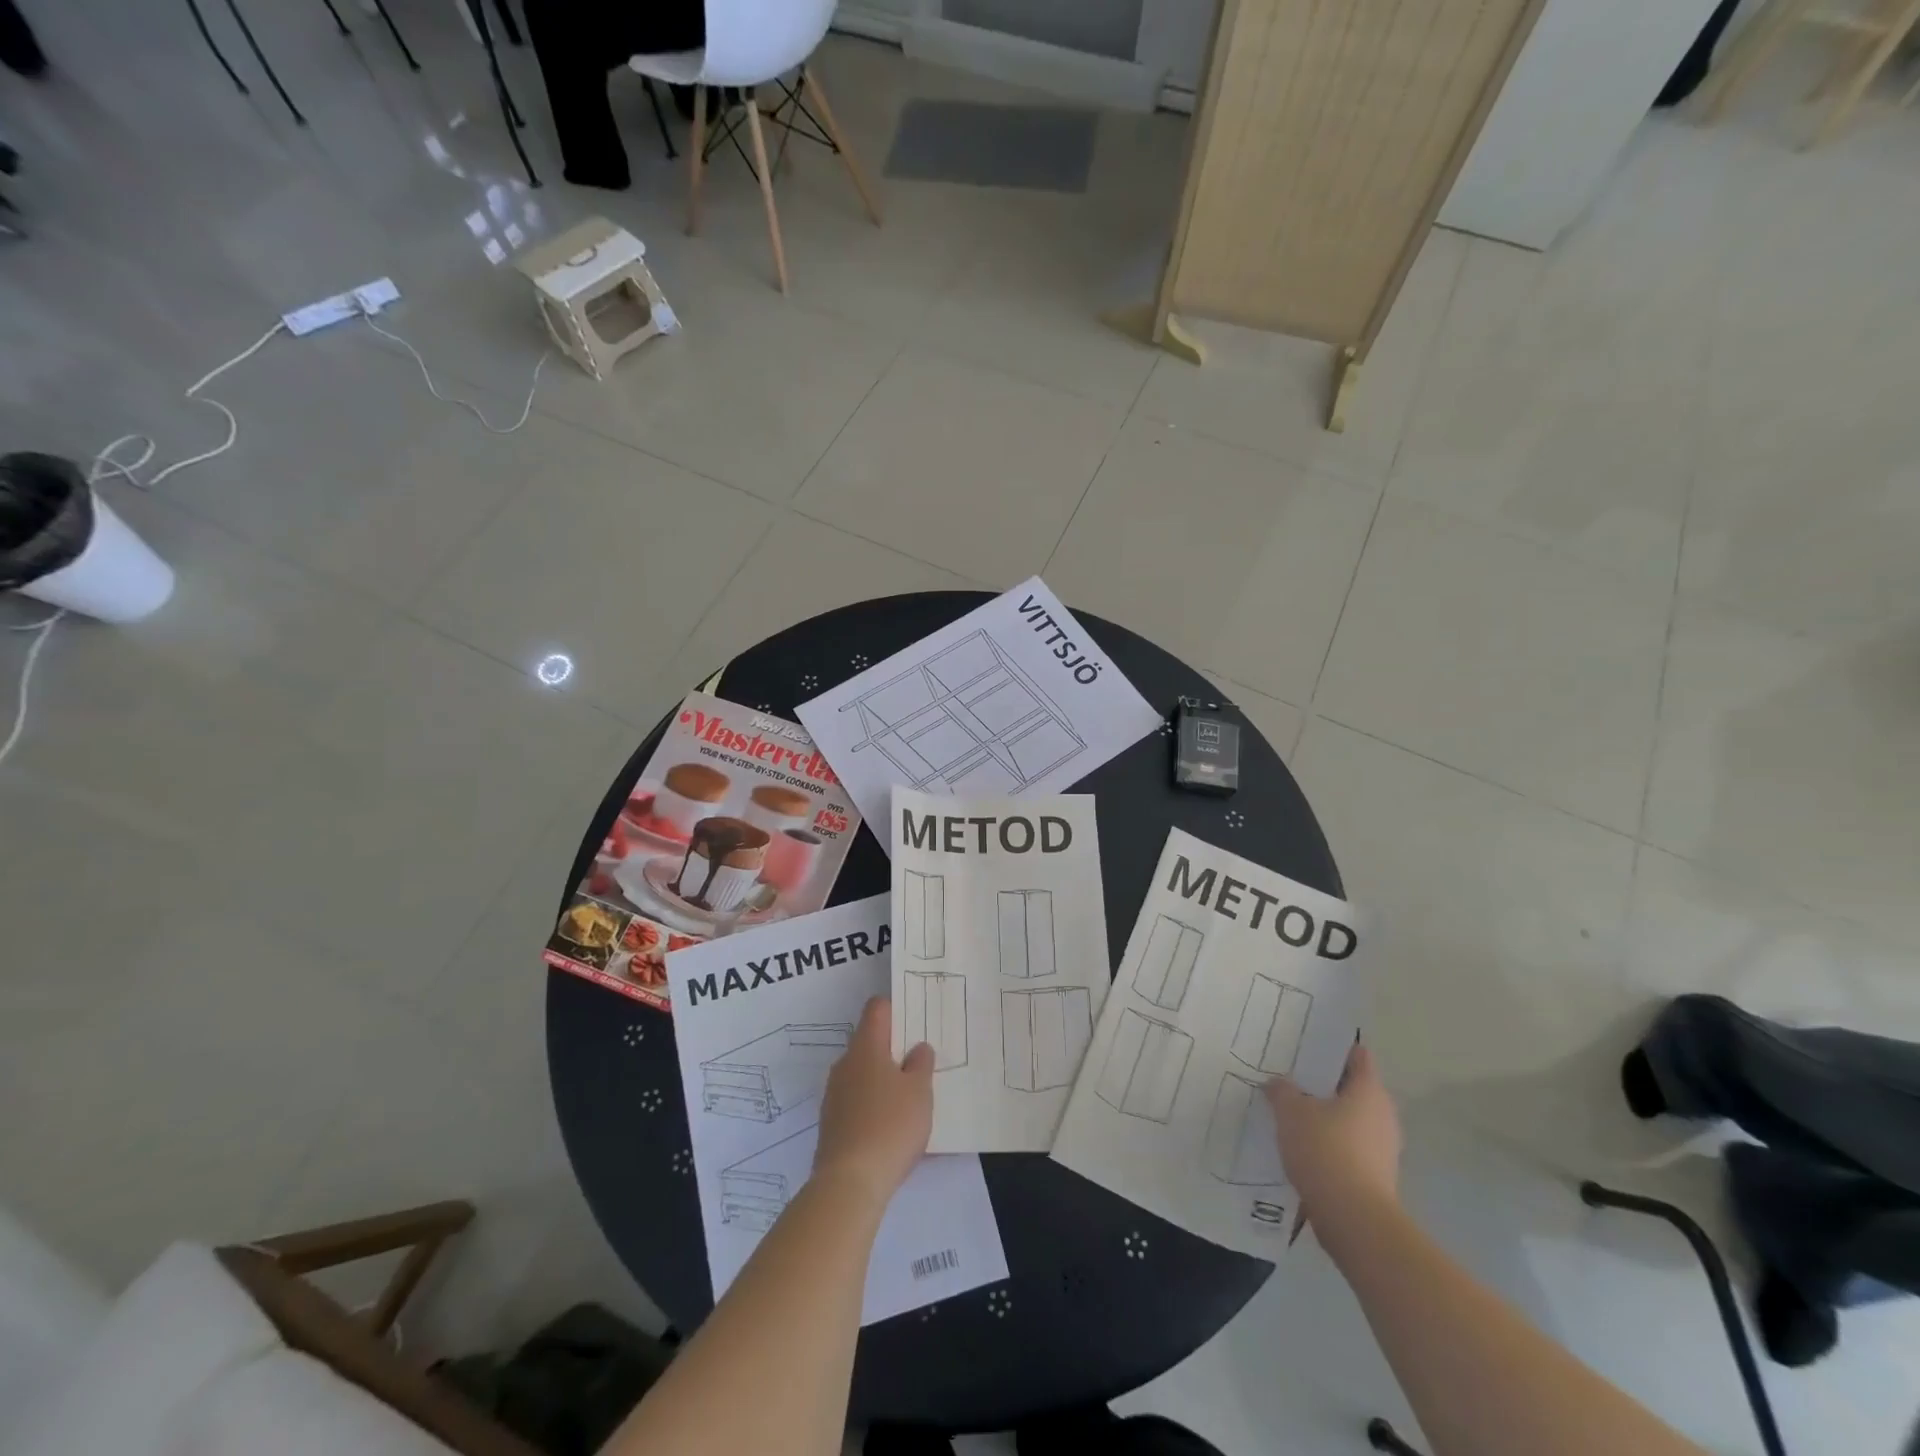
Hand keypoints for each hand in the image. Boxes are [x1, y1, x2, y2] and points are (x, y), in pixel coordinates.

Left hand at [813, 997, 933, 1210]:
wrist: (849, 1182)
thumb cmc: (890, 1126)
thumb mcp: (920, 1092)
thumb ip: (921, 1064)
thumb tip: (917, 1048)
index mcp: (866, 1047)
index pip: (877, 1009)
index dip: (896, 1008)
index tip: (915, 1021)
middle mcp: (845, 1063)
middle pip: (869, 1041)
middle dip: (893, 1048)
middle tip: (920, 1062)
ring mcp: (834, 1094)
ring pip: (862, 1073)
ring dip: (883, 1078)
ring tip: (909, 1097)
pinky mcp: (831, 1123)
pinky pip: (856, 1101)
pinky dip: (873, 1104)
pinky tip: (891, 1126)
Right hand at [1265, 1043, 1400, 1226]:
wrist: (1353, 1219)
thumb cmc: (1325, 1150)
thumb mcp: (1291, 1111)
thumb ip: (1282, 1090)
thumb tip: (1278, 1083)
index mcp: (1369, 1090)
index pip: (1357, 1055)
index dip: (1333, 1048)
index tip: (1306, 1046)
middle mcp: (1383, 1114)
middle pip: (1352, 1088)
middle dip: (1324, 1084)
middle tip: (1291, 1078)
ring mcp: (1384, 1148)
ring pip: (1350, 1119)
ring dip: (1326, 1115)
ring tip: (1291, 1112)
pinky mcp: (1376, 1175)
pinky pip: (1349, 1146)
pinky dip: (1329, 1142)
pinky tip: (1302, 1146)